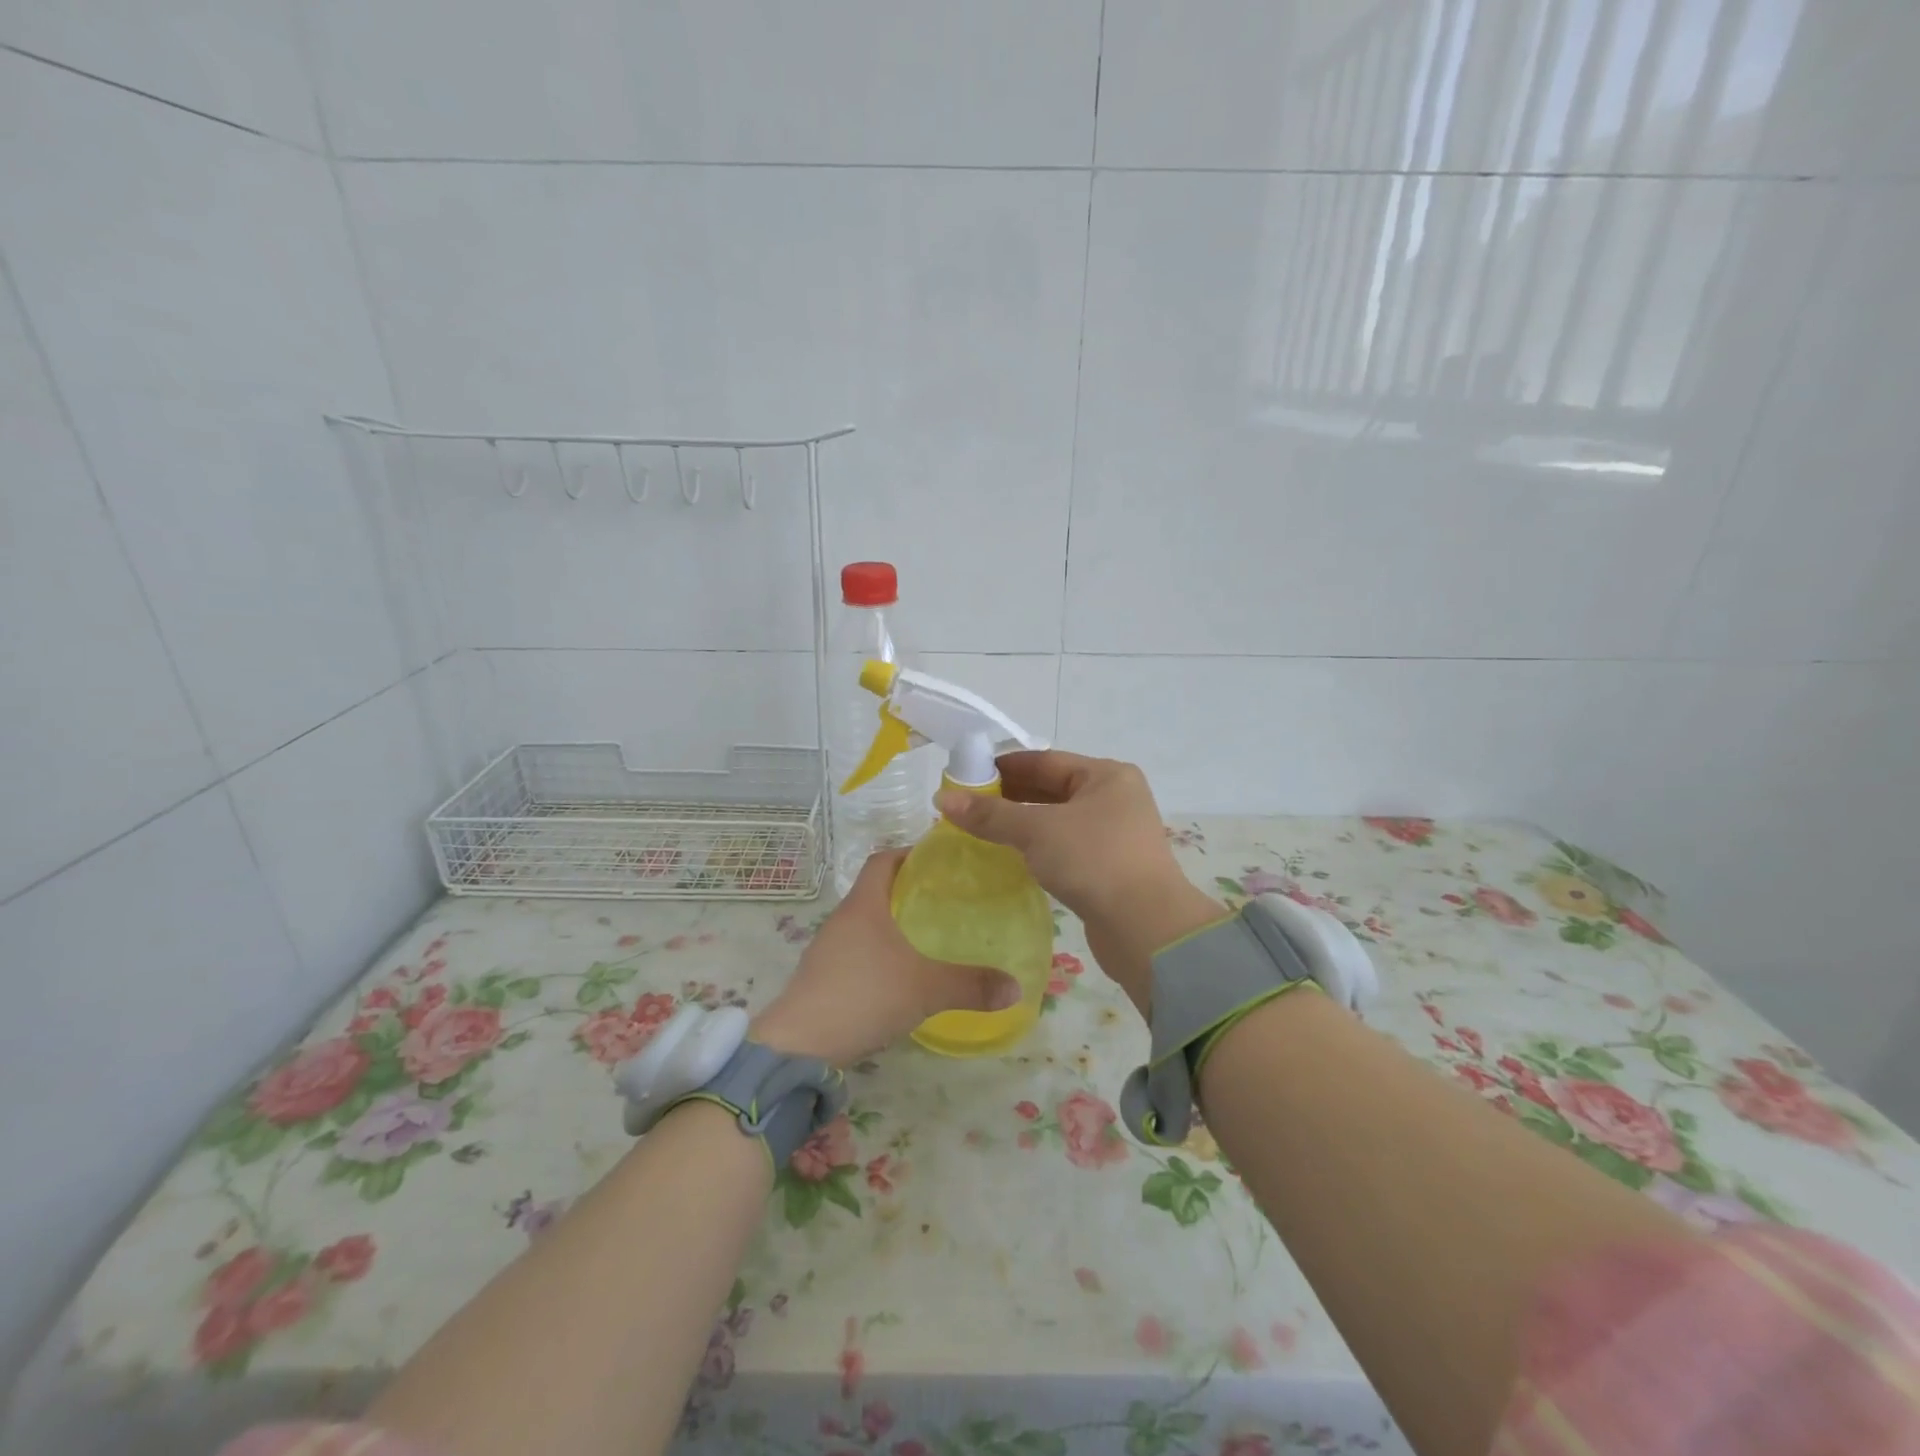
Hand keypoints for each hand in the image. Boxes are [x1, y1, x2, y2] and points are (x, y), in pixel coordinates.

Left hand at [750, 849, 1020, 1064]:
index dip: (908, 854)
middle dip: (907, 890)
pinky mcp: (822, 976)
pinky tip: (899, 974)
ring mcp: (828, 948)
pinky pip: (855, 950)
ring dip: (892, 924)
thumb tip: (1016, 988)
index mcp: (864, 904)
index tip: (938, 862)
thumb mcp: (926, 989)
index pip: (883, 860)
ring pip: (864, 922)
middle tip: (944, 901)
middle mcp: (843, 918)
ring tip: (927, 937)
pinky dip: (878, 952)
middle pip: (875, 889)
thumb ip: (971, 985)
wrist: (800, 1044)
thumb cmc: (864, 995)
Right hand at [934, 751, 1223, 1015]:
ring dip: (1021, 824)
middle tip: (966, 805)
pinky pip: (1065, 846)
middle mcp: (1115, 798)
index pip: (1045, 760)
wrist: (1146, 929)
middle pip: (1052, 788)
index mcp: (1107, 775)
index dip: (1003, 767)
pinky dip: (1037, 847)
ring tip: (979, 830)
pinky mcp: (1109, 867)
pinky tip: (1009, 856)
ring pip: (1057, 820)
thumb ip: (990, 814)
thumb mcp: (1037, 830)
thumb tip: (943, 799)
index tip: (966, 776)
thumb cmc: (1094, 861)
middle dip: (1009, 796)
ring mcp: (1115, 834)